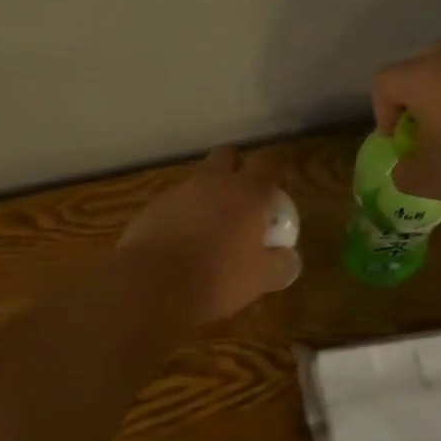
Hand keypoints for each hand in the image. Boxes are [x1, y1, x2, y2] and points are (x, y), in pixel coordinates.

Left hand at [118, 149, 301, 323]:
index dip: (275, 171)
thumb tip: (289, 259)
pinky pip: (174, 204)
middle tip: (243, 200)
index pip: (269, 162)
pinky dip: (182, 217)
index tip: (277, 190)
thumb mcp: (261, 278)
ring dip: (208, 196)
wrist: (151, 285)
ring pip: (199, 181)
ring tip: (210, 231)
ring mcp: (179, 192)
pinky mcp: (152, 208)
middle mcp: (214, 182)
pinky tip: (181, 245)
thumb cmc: (218, 278)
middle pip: (228, 155)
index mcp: (248, 192)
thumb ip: (281, 264)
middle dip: (237, 169)